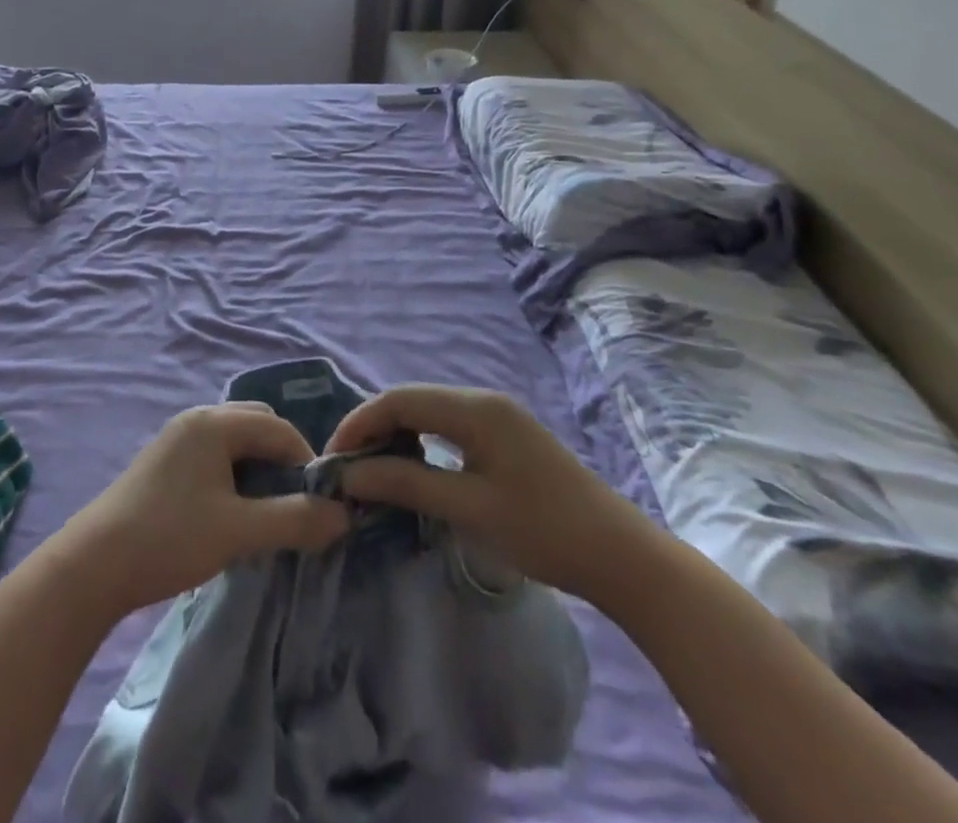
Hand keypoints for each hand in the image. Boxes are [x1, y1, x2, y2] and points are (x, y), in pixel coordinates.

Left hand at [56, 403, 348, 619]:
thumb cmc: (170, 538)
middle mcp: (197, 418)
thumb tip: (344, 516)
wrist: (93, 564)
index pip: (279, 428)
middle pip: (257, 424)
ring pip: (235, 440)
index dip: (307, 462)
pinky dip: (235, 472)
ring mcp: (178, 437)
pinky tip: (233, 509)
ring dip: (258, 466)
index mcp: (215, 423)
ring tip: (268, 510)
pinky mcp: (165, 459)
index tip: (320, 504)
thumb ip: (294, 521)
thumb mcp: (239, 532)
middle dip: (283, 458)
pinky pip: (215, 452)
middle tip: (294, 503)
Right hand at [325, 384, 658, 599]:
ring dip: (396, 436)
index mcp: (474, 408)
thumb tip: (350, 477)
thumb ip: (407, 484)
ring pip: (429, 413)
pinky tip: (413, 469)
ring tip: (372, 471)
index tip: (332, 459)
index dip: (360, 424)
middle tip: (347, 468)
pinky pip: (449, 427)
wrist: (624, 557)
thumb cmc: (545, 531)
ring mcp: (497, 416)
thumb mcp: (470, 509)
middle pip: (412, 401)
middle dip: (374, 429)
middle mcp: (482, 400)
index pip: (399, 400)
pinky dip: (422, 444)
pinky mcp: (505, 437)